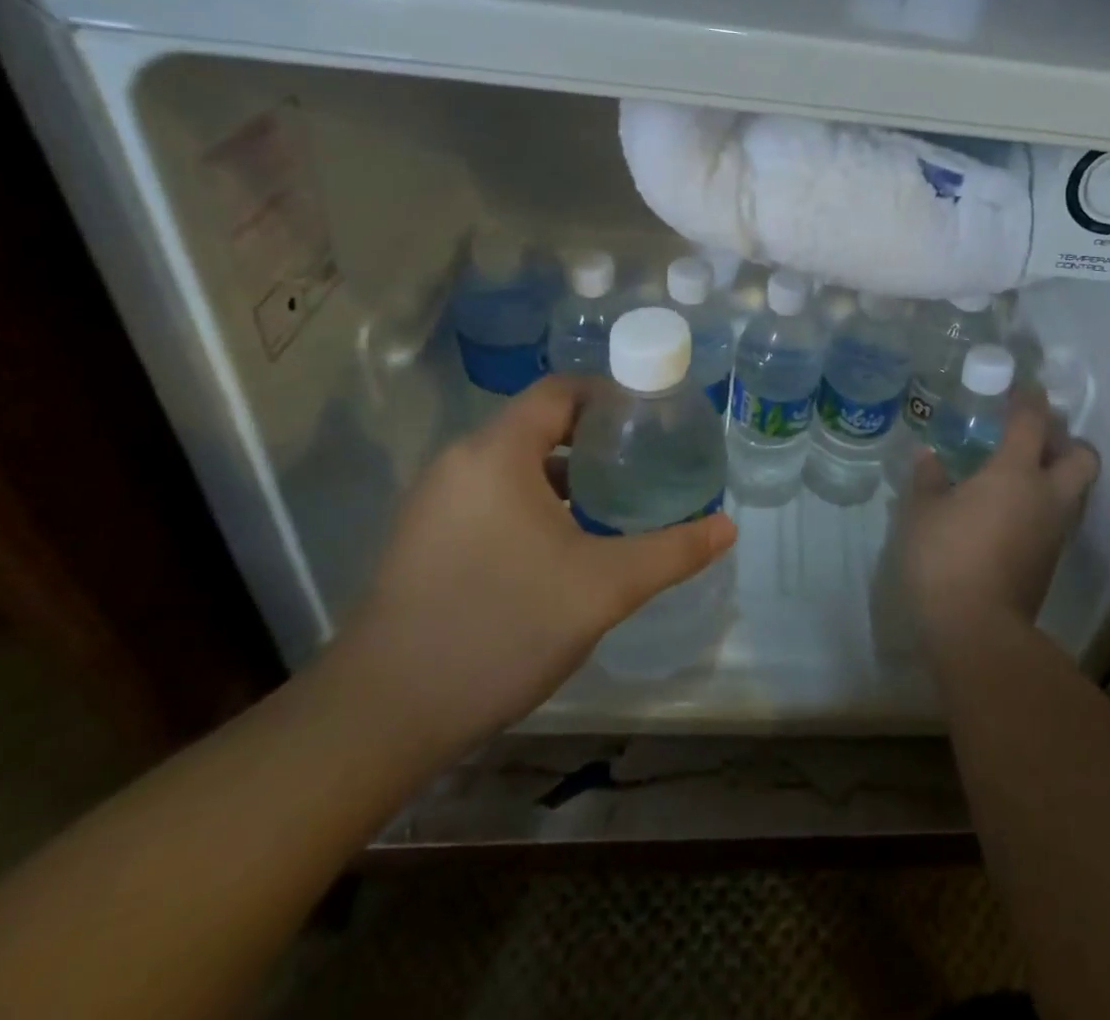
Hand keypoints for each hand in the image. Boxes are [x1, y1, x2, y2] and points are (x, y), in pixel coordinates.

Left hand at [331, 376, 735, 756]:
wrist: (381, 718)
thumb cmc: (500, 629)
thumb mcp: (602, 588)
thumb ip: (671, 551)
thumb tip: (728, 527)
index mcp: (497, 453)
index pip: (561, 392)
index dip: (612, 396)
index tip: (656, 420)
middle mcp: (461, 463)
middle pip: (540, 424)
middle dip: (597, 437)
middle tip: (648, 461)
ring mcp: (437, 501)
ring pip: (516, 463)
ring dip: (567, 473)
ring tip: (617, 499)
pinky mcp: (426, 537)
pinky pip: (492, 495)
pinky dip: (535, 500)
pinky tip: (566, 542)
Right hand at [902, 391, 1097, 644]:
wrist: (977, 630)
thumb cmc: (945, 558)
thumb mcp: (921, 513)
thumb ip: (927, 479)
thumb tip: (927, 457)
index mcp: (1015, 473)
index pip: (1031, 421)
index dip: (1028, 398)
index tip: (1020, 386)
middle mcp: (1047, 496)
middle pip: (1081, 456)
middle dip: (1063, 439)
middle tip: (1032, 437)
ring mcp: (1055, 531)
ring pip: (1076, 489)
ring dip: (1058, 473)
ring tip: (1021, 472)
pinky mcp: (1051, 560)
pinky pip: (1060, 517)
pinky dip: (1046, 503)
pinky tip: (1013, 509)